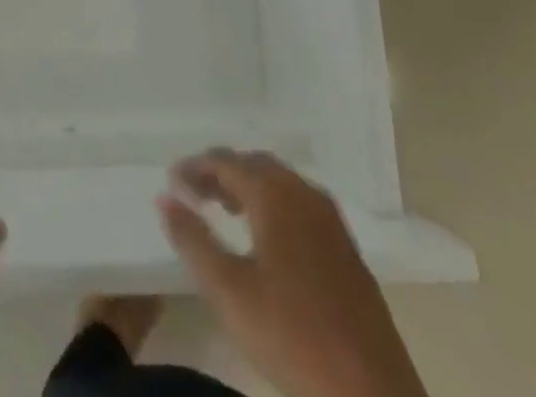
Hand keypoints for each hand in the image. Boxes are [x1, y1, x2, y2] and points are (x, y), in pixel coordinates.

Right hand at [158, 150, 427, 396]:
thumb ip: (192, 240)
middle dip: (222, 172)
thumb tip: (164, 198)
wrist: (371, 395)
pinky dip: (275, 204)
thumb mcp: (228, 291)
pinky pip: (301, 204)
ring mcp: (330, 220)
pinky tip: (268, 238)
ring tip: (226, 210)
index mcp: (274, 194)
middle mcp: (304, 193)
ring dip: (250, 186)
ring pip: (281, 183)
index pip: (225, 161)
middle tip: (195, 193)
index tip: (171, 182)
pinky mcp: (347, 248)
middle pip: (255, 164)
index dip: (195, 167)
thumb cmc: (291, 336)